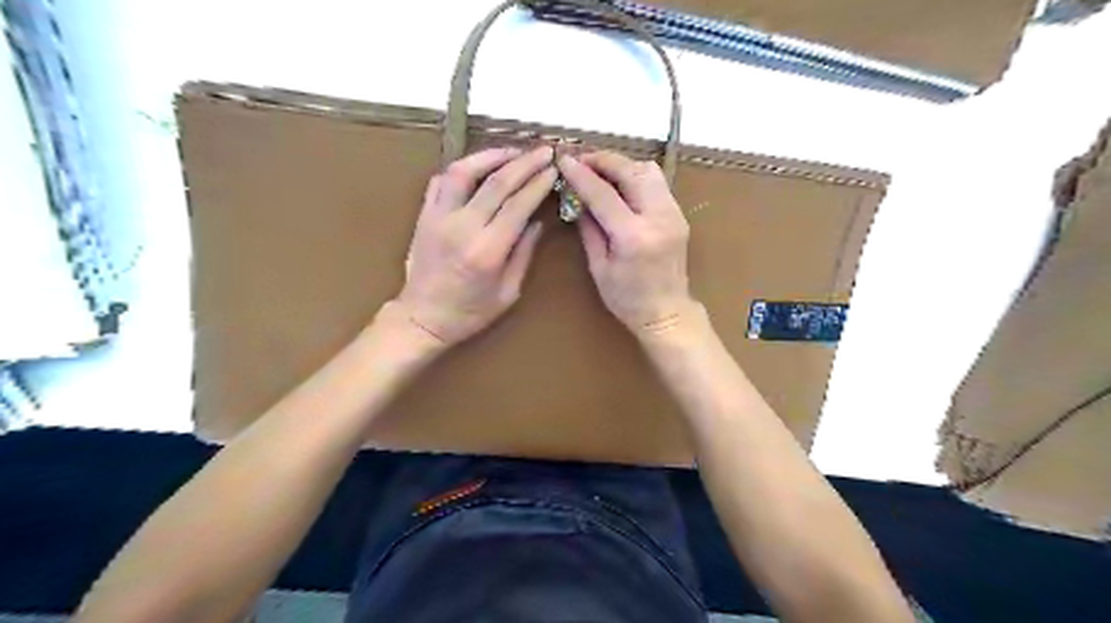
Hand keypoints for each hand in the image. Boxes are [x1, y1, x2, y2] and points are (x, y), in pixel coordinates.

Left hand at [394, 149, 559, 348]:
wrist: (422, 318)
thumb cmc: (470, 312)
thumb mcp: (508, 292)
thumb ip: (523, 254)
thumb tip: (536, 222)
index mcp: (487, 250)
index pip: (518, 204)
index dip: (538, 183)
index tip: (554, 169)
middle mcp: (462, 227)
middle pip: (497, 182)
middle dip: (524, 162)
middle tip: (543, 151)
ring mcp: (438, 217)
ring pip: (464, 171)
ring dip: (491, 156)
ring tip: (513, 152)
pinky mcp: (424, 215)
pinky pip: (441, 181)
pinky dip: (462, 168)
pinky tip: (478, 166)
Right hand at [561, 152, 695, 340]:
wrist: (667, 312)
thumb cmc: (627, 299)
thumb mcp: (599, 267)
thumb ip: (588, 228)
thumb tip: (577, 197)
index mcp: (633, 236)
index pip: (603, 194)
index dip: (580, 174)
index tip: (563, 160)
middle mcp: (658, 218)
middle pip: (630, 171)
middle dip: (603, 160)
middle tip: (581, 160)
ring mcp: (673, 213)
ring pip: (648, 170)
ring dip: (621, 164)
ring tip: (600, 171)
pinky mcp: (679, 214)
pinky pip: (657, 182)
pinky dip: (635, 175)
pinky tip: (619, 185)